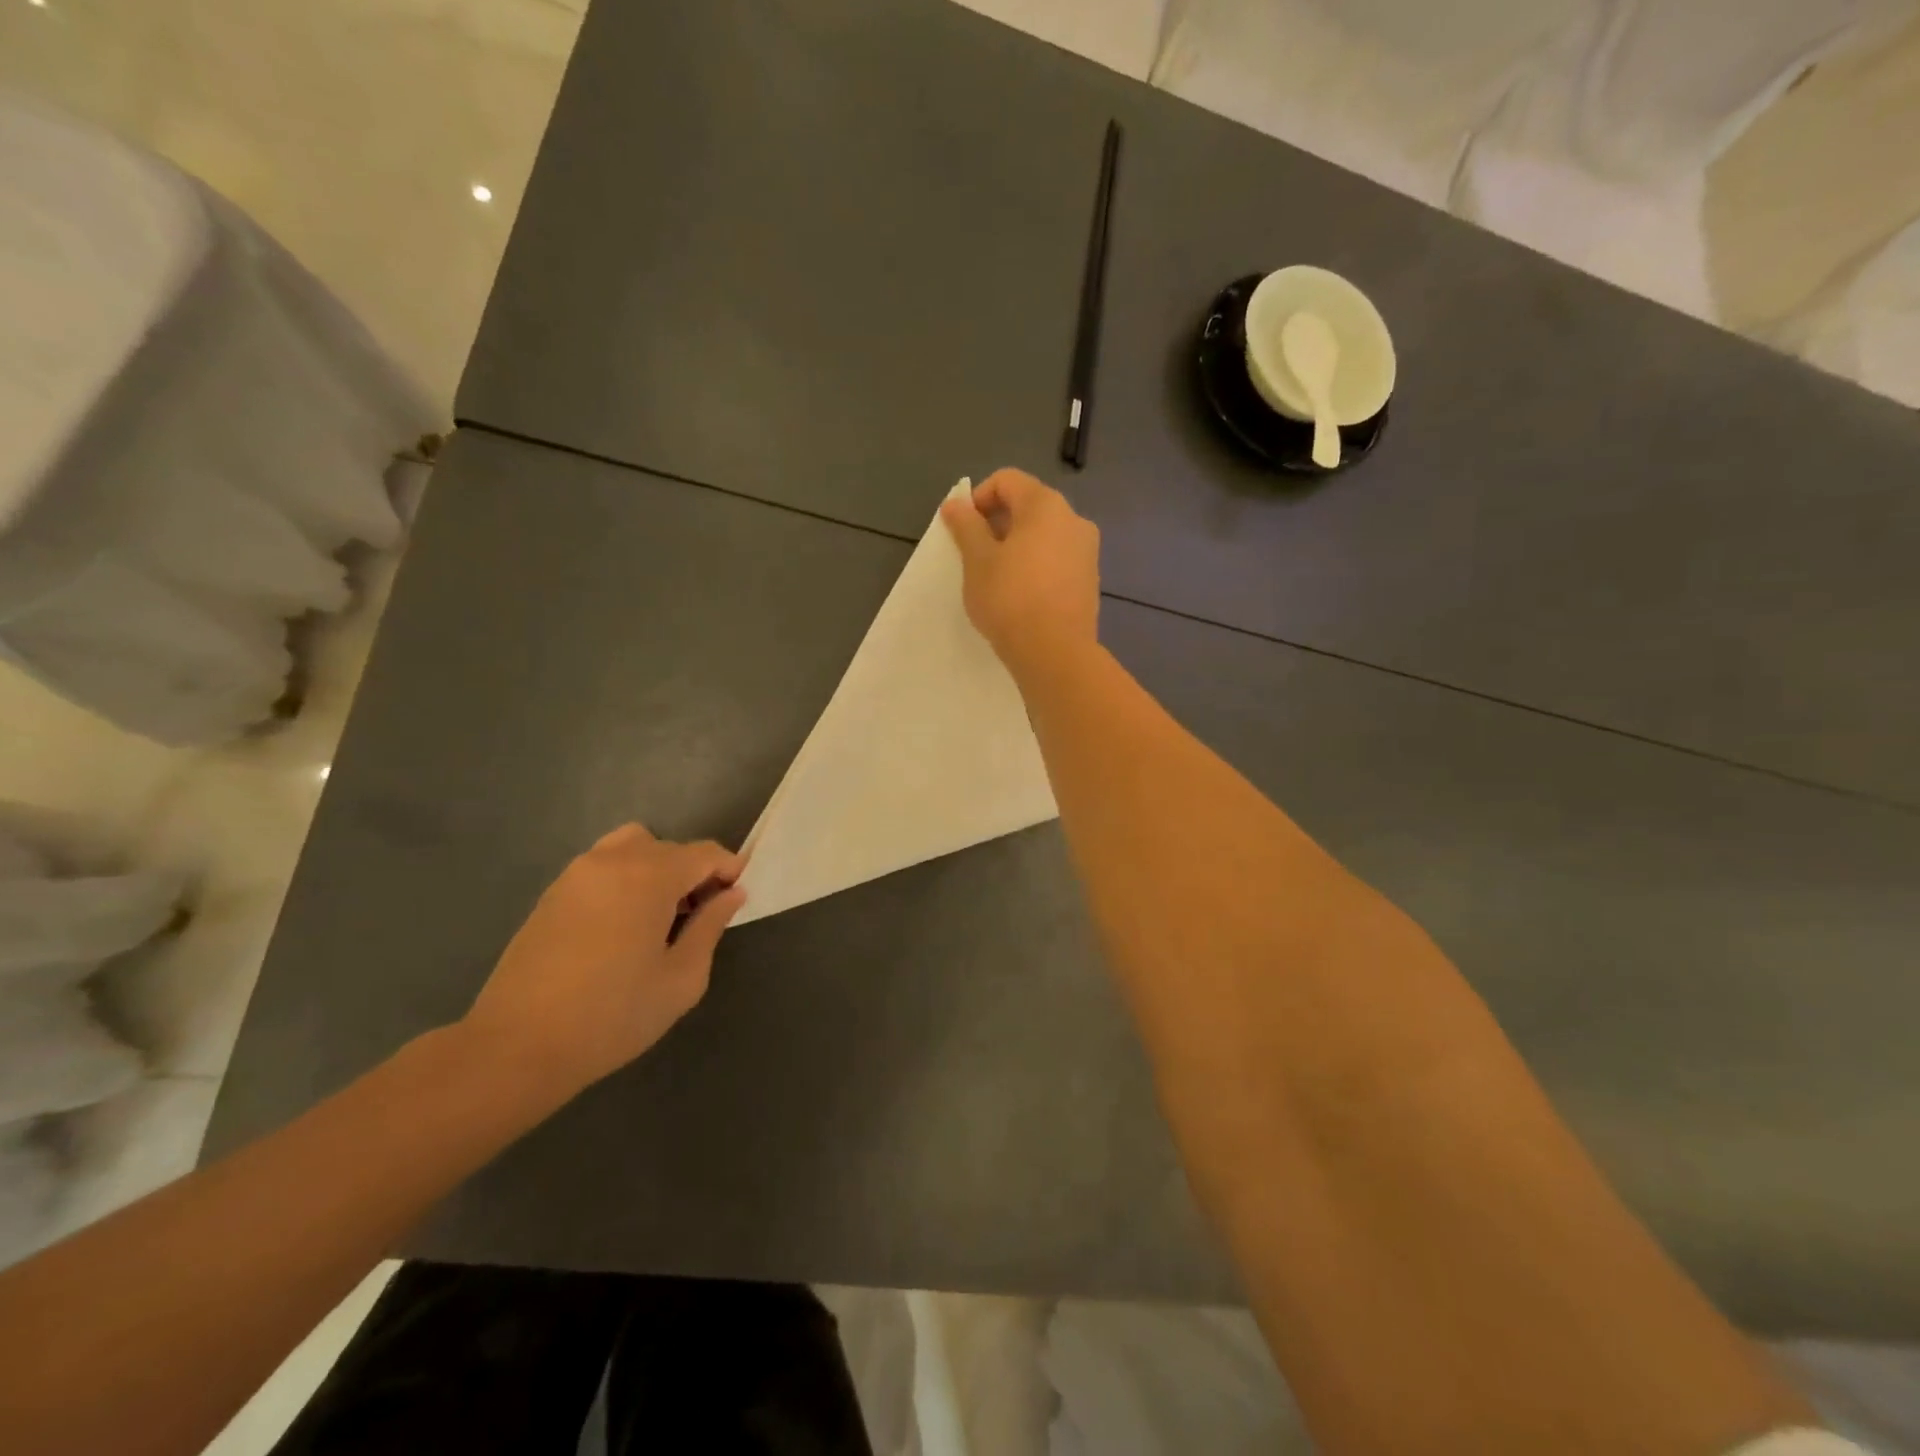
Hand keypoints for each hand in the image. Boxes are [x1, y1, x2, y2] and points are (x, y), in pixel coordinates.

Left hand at [460, 824, 745, 1105]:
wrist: (516, 1048)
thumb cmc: (612, 1016)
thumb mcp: (681, 978)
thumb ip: (711, 927)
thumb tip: (731, 894)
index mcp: (650, 877)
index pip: (704, 852)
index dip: (728, 869)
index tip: (737, 896)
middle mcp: (613, 861)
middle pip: (670, 847)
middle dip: (694, 872)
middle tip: (701, 914)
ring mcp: (577, 874)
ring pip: (633, 847)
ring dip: (657, 868)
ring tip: (660, 914)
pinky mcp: (552, 893)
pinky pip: (604, 865)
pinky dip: (626, 878)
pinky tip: (623, 924)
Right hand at [940, 469, 1100, 676]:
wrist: (1055, 653)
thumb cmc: (1010, 599)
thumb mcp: (978, 561)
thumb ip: (966, 526)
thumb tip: (955, 504)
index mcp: (1046, 505)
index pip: (1007, 480)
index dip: (978, 497)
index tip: (962, 529)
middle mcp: (1073, 519)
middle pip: (1028, 505)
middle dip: (997, 522)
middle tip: (975, 554)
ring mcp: (1087, 550)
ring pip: (1044, 534)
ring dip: (1017, 544)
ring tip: (996, 576)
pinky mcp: (1089, 579)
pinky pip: (1057, 558)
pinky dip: (1036, 564)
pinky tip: (1020, 593)